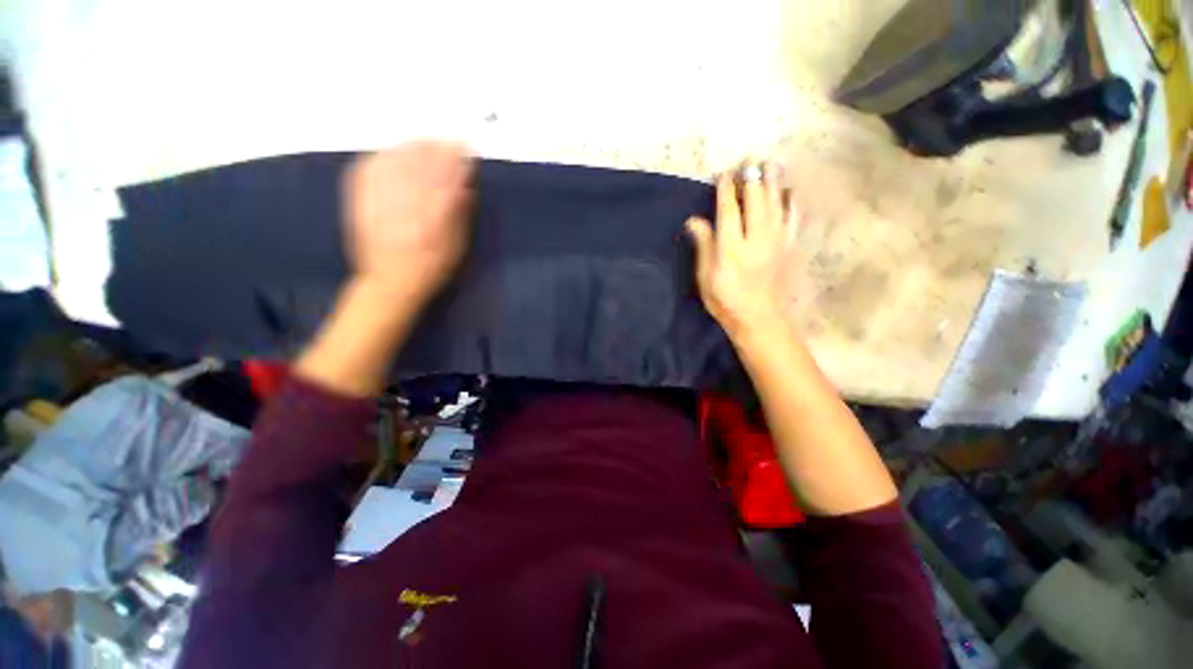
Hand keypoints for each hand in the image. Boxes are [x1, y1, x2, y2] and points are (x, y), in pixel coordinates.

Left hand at [342, 142, 472, 302]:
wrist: (390, 284)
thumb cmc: (430, 270)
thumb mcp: (454, 250)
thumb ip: (458, 219)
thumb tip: (464, 188)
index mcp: (431, 224)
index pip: (442, 183)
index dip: (452, 162)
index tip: (461, 147)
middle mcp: (404, 211)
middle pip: (417, 170)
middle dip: (432, 150)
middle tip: (444, 139)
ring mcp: (379, 206)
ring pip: (391, 168)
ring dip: (407, 150)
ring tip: (420, 141)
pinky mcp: (361, 206)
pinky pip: (366, 175)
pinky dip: (378, 160)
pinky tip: (388, 153)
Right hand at [686, 163, 799, 338]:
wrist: (758, 318)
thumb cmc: (724, 299)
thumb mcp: (706, 276)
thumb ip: (704, 246)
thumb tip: (694, 220)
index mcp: (731, 248)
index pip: (728, 211)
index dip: (725, 189)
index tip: (723, 172)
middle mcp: (755, 239)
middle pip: (755, 201)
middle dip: (752, 178)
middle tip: (749, 159)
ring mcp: (775, 241)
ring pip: (775, 204)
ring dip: (773, 182)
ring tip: (771, 163)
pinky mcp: (787, 247)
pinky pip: (792, 218)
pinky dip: (791, 202)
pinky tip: (790, 190)